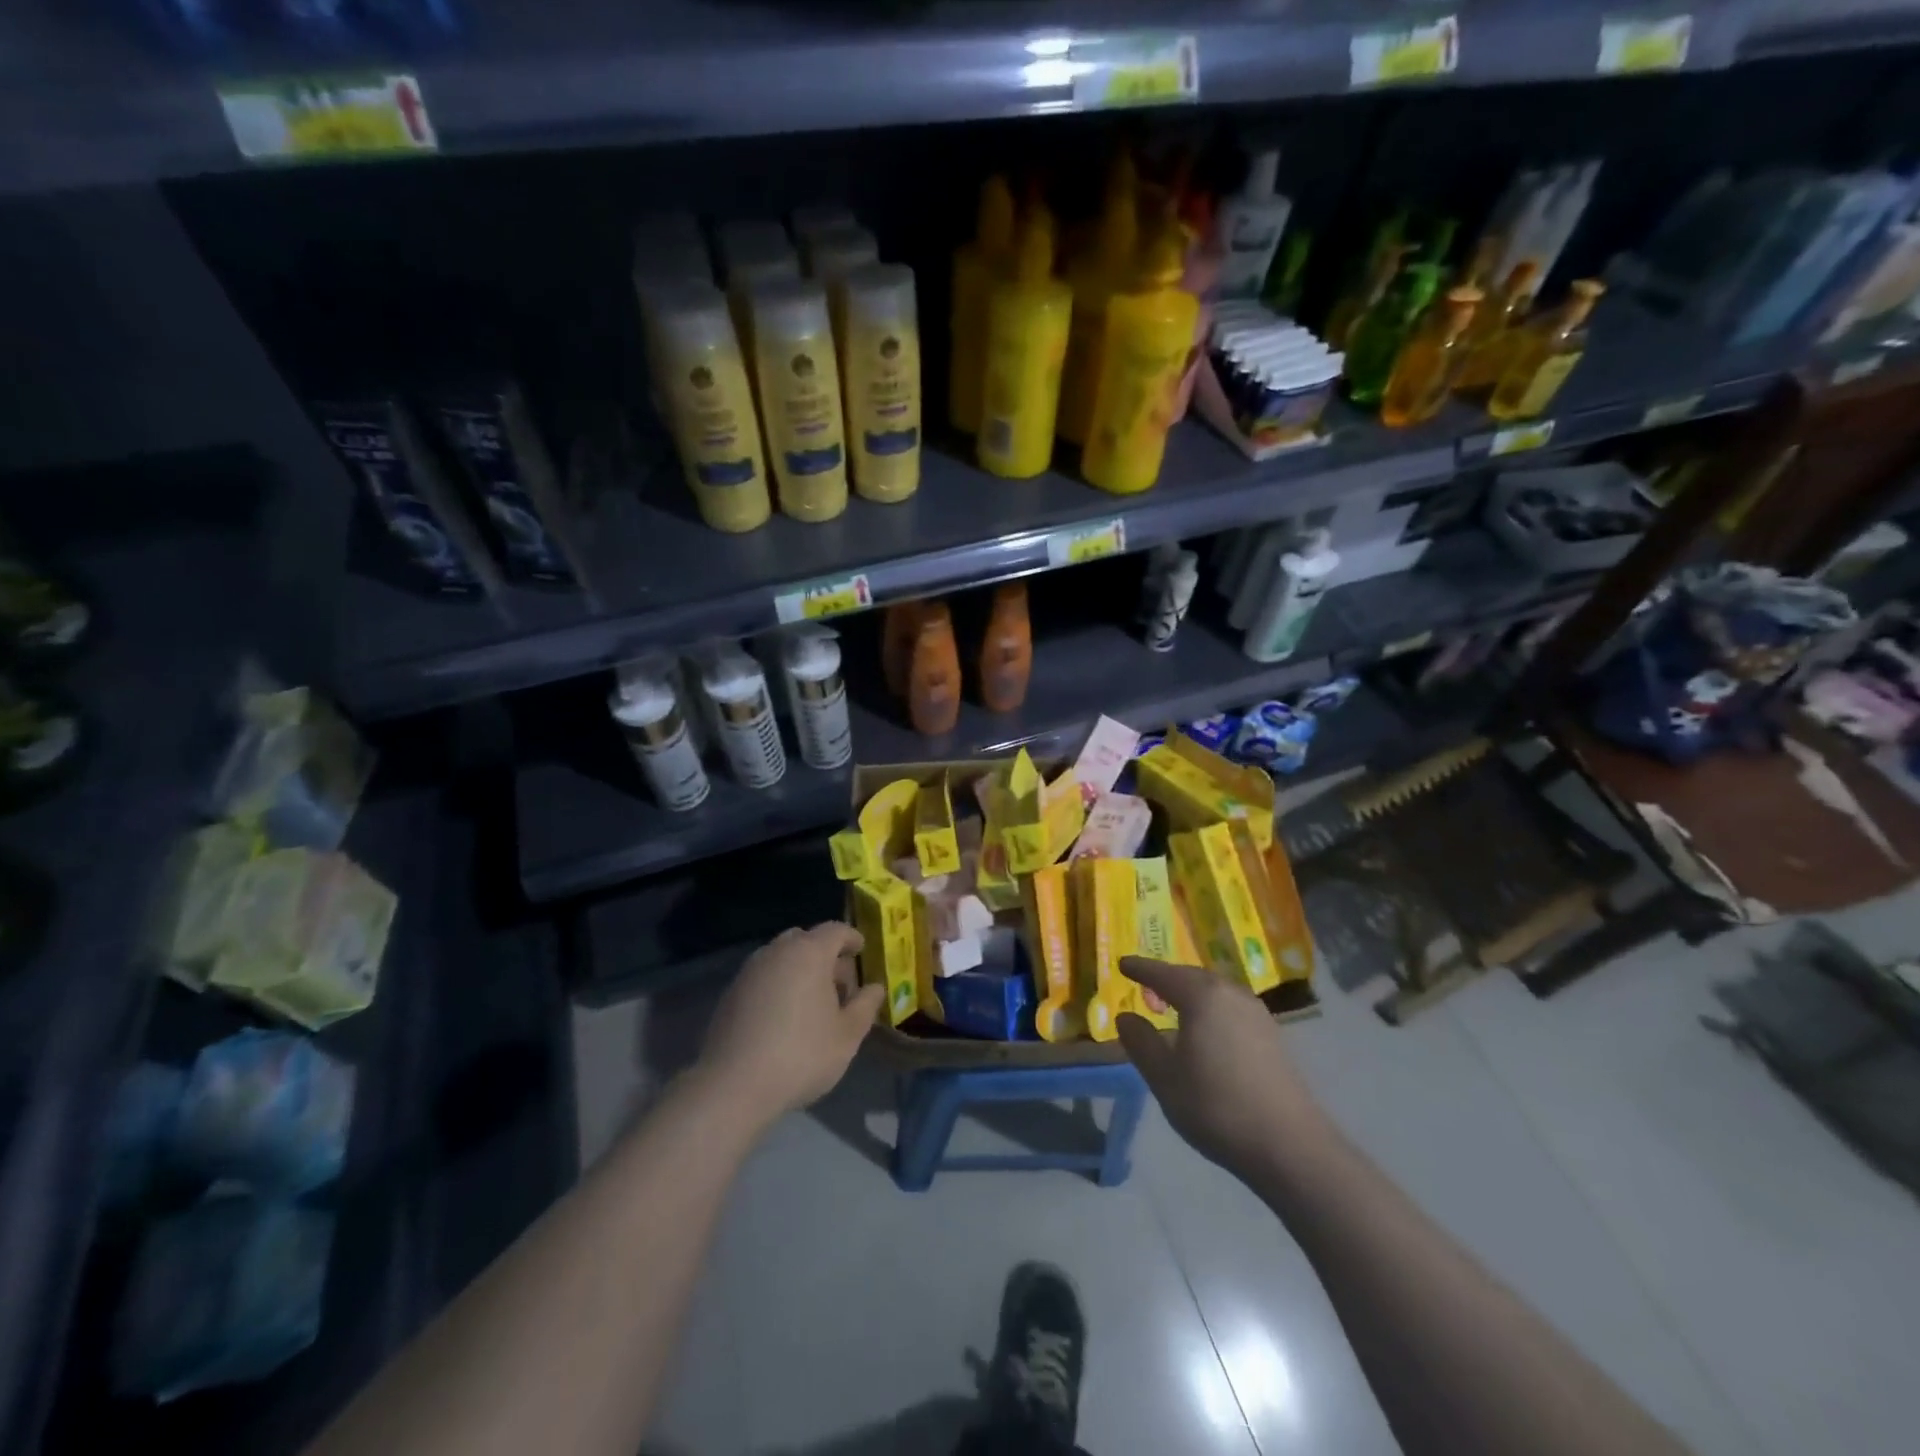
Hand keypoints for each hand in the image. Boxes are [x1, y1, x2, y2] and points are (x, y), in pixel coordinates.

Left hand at [697, 922, 881, 1128]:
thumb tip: (875, 988)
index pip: (835, 930)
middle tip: (840, 984)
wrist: (733, 1085)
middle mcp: (777, 952)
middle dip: (825, 955)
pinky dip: (779, 984)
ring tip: (813, 1002)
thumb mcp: (847, 1035)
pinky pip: (764, 976)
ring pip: (782, 957)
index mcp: (809, 953)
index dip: (851, 938)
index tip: (861, 950)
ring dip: (800, 969)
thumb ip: (865, 1006)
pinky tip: (784, 1016)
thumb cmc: (801, 1054)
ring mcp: (750, 971)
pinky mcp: (731, 993)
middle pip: (806, 940)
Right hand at [1115, 956, 1326, 1175]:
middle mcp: (1231, 994)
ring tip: (1173, 1008)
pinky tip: (1205, 1031)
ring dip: (1190, 994)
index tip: (1122, 964)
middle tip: (1145, 988)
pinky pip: (1230, 1008)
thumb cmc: (1216, 1106)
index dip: (1140, 968)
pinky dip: (1210, 1009)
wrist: (1290, 1145)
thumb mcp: (1164, 1077)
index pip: (1163, 973)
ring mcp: (1257, 1014)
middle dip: (1167, 979)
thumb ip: (1140, 1042)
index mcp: (1202, 996)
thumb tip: (1126, 1017)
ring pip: (1214, 992)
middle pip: (1191, 977)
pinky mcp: (1272, 1036)